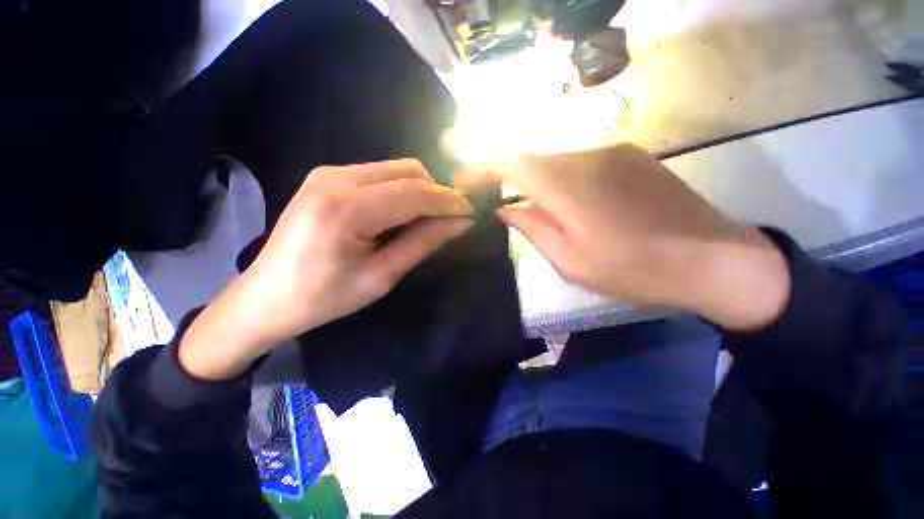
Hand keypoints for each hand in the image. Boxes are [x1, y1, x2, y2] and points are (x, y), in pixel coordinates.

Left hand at [179, 159, 472, 379]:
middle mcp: (337, 178)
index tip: (471, 214)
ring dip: (420, 191)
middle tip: (450, 220)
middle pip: (409, 171)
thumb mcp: (381, 276)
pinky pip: (380, 175)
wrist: (266, 297)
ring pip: (396, 169)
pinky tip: (401, 214)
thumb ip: (423, 243)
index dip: (449, 202)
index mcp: (347, 208)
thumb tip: (460, 223)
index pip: (416, 193)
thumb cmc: (324, 298)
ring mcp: (329, 173)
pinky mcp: (327, 177)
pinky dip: (401, 191)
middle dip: (437, 194)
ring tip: (427, 220)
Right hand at [457, 144, 789, 330]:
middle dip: (505, 176)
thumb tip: (506, 209)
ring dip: (536, 181)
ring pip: (555, 161)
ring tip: (539, 211)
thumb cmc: (636, 270)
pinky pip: (579, 162)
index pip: (510, 161)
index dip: (480, 166)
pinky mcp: (631, 155)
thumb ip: (533, 229)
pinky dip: (561, 179)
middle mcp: (586, 158)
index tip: (463, 180)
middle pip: (530, 159)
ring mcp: (612, 152)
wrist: (716, 259)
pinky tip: (573, 205)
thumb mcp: (571, 262)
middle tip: (494, 199)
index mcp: (568, 188)